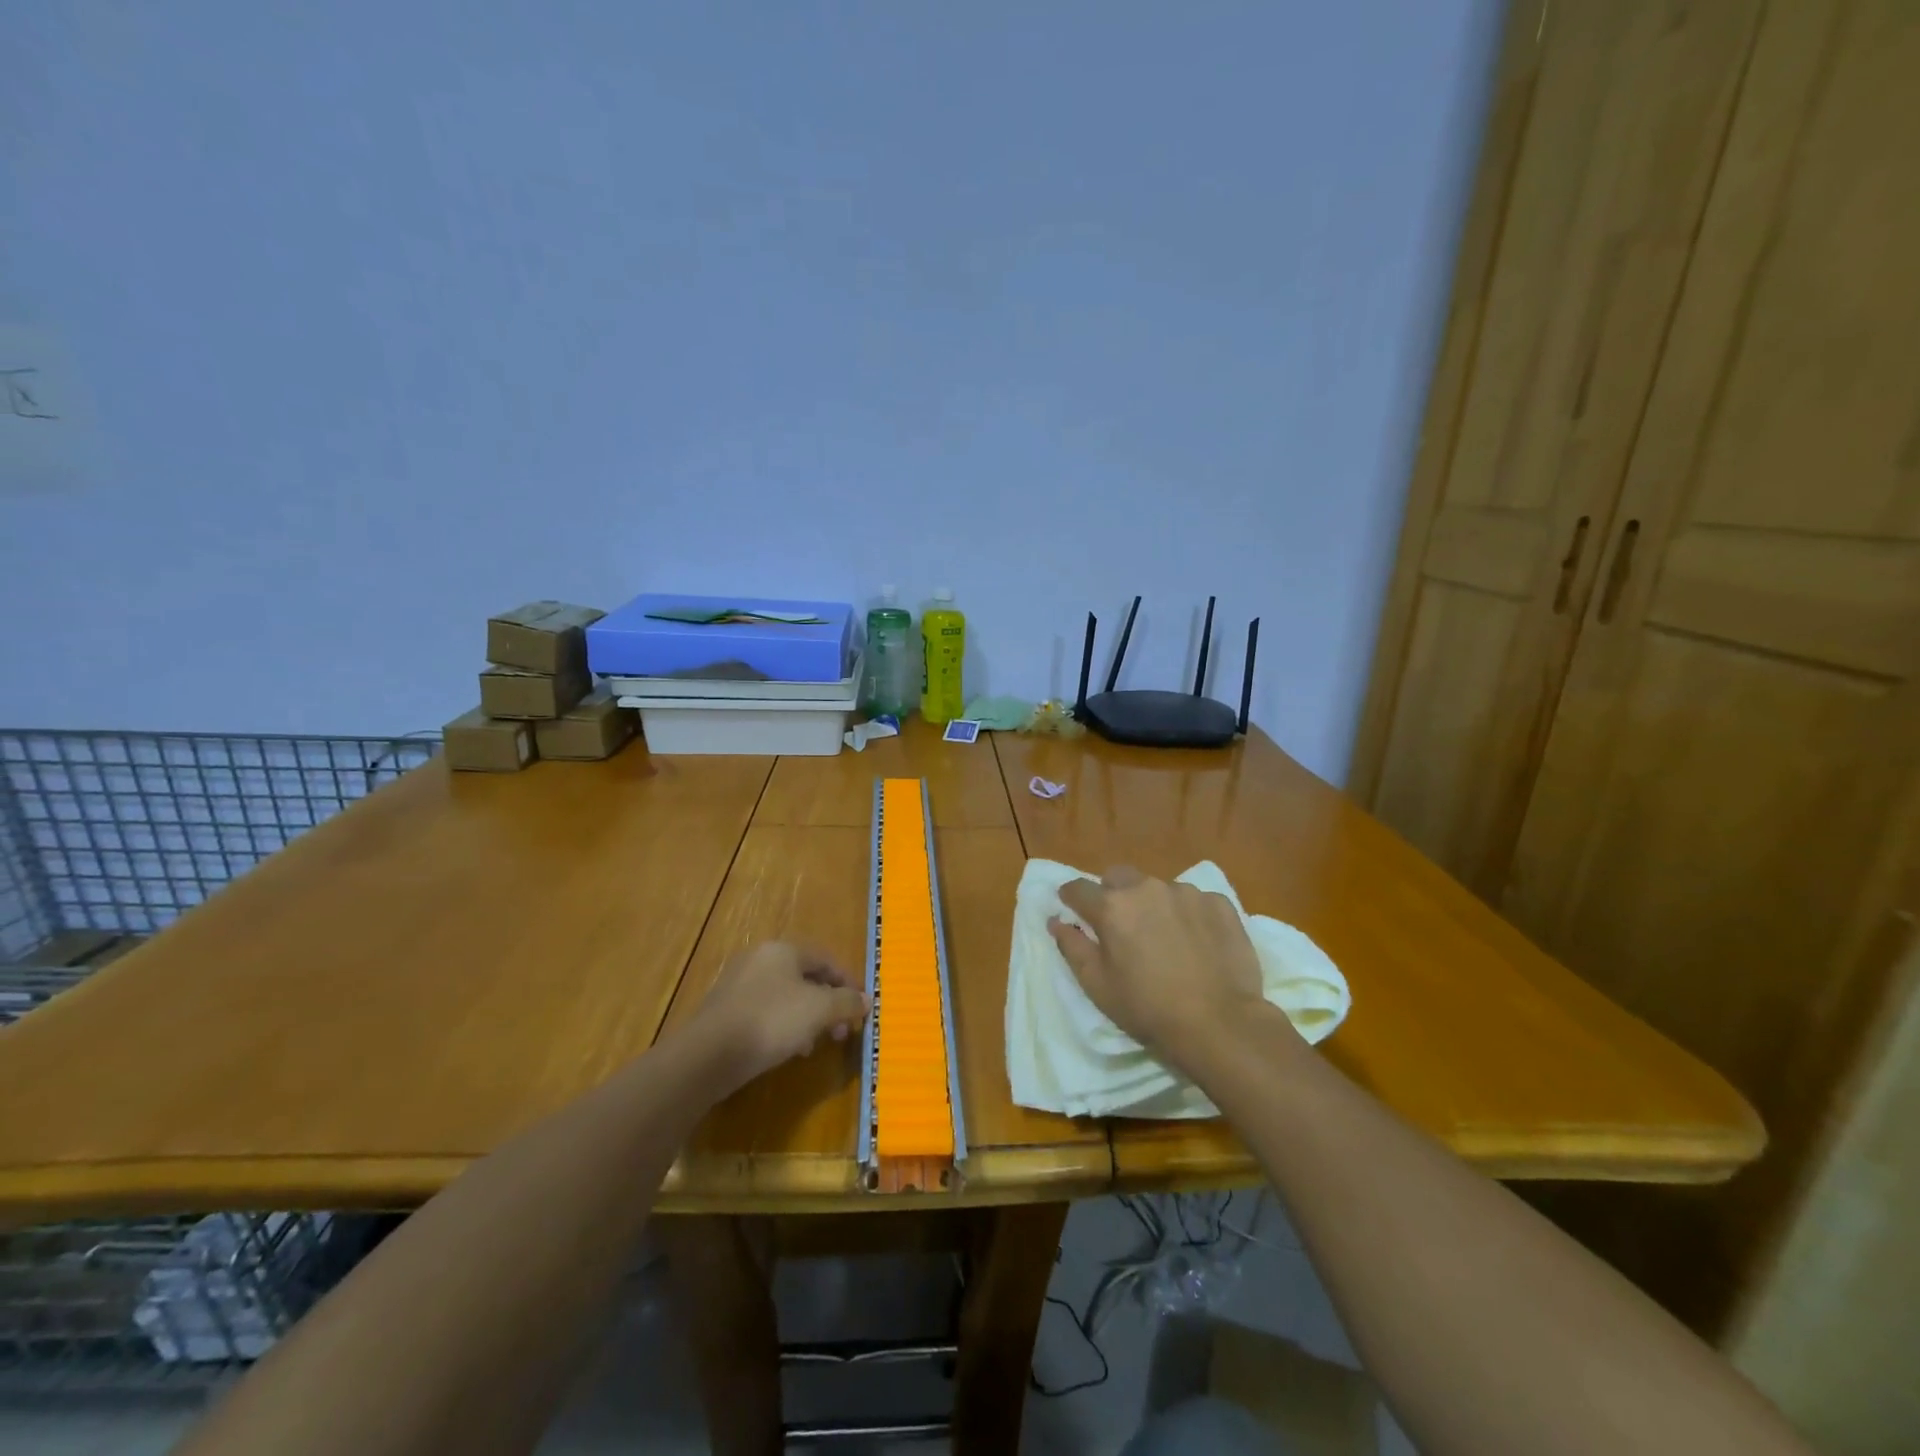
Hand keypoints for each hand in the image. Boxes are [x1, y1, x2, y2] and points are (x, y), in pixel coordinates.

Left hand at [689, 942, 868, 1093]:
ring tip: (815, 1044)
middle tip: (840, 1030)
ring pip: (785, 996)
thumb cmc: (771, 1021)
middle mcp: (760, 959)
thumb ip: (846, 1002)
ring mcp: (739, 984)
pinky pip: (765, 1012)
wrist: (708, 1055)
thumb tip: (866, 1000)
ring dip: (807, 1018)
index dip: (848, 982)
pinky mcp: (725, 1010)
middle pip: (805, 977)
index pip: (826, 959)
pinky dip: (783, 1026)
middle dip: (828, 1004)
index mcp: (784, 949)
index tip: (861, 1007)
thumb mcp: (819, 1010)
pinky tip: (788, 1050)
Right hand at [1050, 866, 1272, 1075]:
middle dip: (1113, 894)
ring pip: (1158, 888)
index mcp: (1112, 906)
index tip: (1073, 910)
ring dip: (1153, 905)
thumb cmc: (1148, 1008)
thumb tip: (1056, 920)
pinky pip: (1194, 900)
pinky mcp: (1219, 903)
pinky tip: (1197, 943)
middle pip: (1118, 877)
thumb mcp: (1097, 985)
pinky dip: (1188, 914)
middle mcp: (1147, 888)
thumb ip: (1072, 946)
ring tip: (1166, 939)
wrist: (1220, 1023)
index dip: (1071, 899)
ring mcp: (1186, 892)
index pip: (1078, 889)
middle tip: (1121, 927)